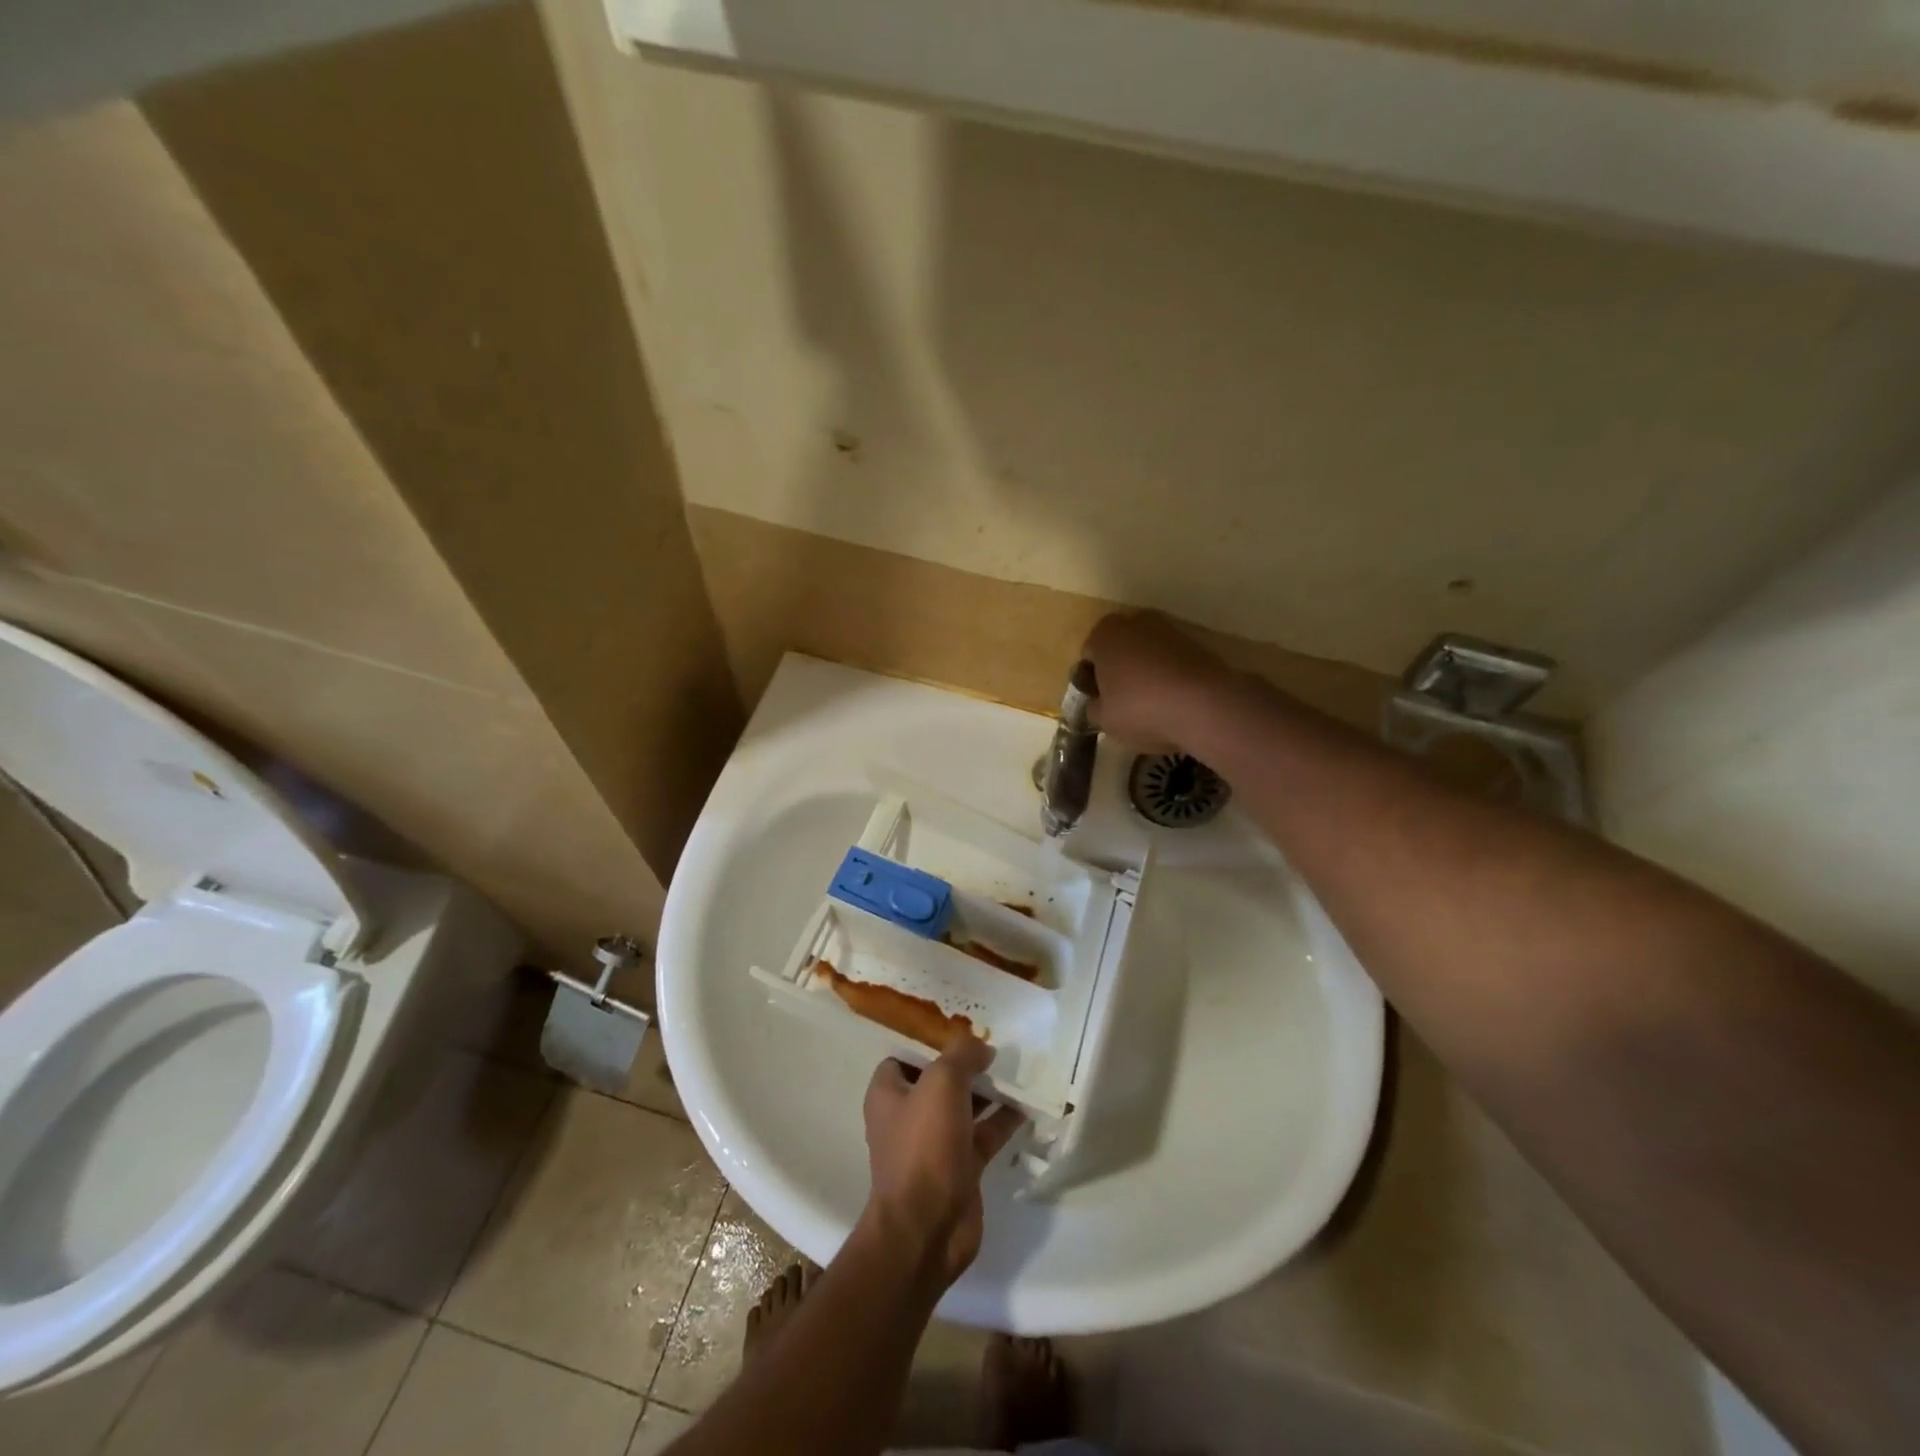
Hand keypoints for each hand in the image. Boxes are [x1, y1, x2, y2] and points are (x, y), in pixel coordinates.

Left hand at [862, 1034, 1025, 1286]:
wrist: (927, 1227)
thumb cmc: (924, 1144)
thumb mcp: (941, 1082)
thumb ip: (961, 1055)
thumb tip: (981, 1046)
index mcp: (888, 1093)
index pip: (905, 1056)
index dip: (930, 1042)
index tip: (962, 1031)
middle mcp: (908, 1115)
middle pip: (939, 1080)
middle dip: (966, 1065)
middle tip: (997, 1047)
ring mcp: (935, 1144)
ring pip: (964, 1107)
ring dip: (989, 1091)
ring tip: (1018, 1070)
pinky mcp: (960, 1168)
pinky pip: (984, 1135)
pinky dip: (1003, 1121)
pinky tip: (1027, 1106)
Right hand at [1082, 611, 1233, 750]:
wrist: (1205, 704)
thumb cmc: (1141, 708)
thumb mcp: (1104, 719)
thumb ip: (1093, 708)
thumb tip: (1098, 703)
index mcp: (1105, 633)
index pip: (1088, 655)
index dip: (1091, 680)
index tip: (1100, 702)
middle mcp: (1134, 620)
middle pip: (1119, 648)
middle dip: (1118, 670)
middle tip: (1122, 702)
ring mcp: (1168, 628)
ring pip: (1146, 652)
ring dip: (1145, 671)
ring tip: (1151, 704)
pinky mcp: (1196, 641)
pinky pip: (1171, 659)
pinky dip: (1169, 674)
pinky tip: (1174, 700)